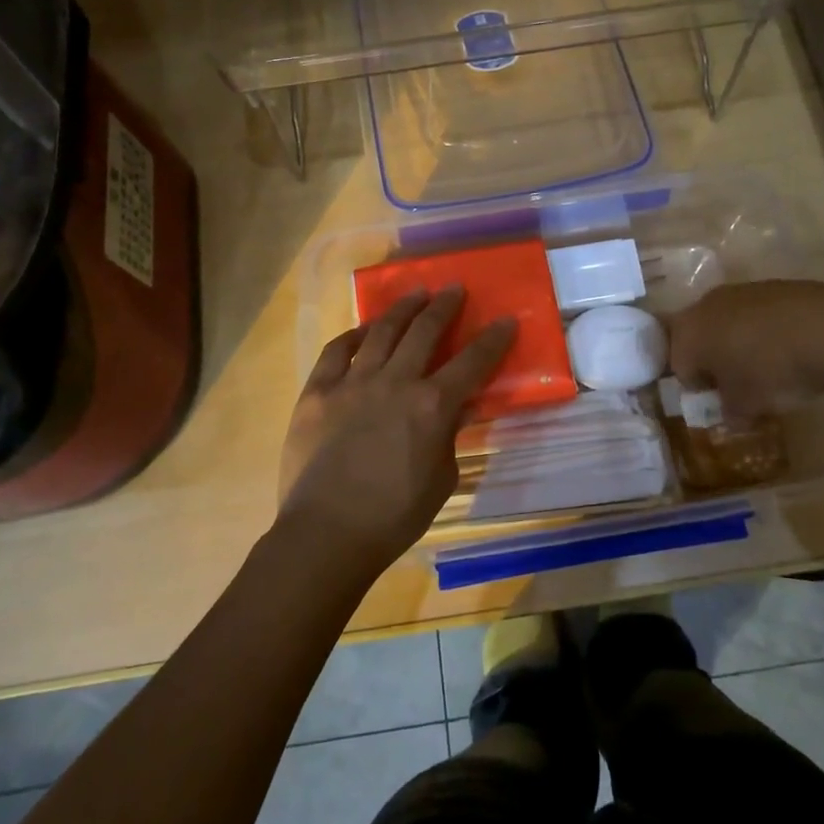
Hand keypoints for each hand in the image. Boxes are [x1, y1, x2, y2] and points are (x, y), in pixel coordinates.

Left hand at [277, 288, 515, 578]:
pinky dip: (352, 336)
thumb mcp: (441, 479)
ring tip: (415, 293)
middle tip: (453, 288)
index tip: (505, 319)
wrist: (327, 534)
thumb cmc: (394, 517)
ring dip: (402, 309)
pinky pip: (336, 352)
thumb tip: (455, 409)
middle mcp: (395, 382)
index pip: (472, 362)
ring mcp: (352, 383)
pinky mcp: (317, 392)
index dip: (493, 339)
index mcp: (432, 406)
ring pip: (381, 331)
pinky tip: (363, 330)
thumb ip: (448, 437)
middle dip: (444, 306)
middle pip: (424, 331)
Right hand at [667, 280, 823, 416]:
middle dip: (714, 362)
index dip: (697, 389)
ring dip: (739, 344)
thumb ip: (730, 411)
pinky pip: (757, 314)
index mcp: (687, 334)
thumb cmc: (770, 371)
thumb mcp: (747, 406)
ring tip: (767, 367)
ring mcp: (739, 291)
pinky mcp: (772, 286)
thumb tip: (731, 413)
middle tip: (738, 385)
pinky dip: (765, 331)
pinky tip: (788, 348)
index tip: (719, 404)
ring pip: (728, 323)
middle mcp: (705, 306)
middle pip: (699, 338)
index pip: (679, 366)